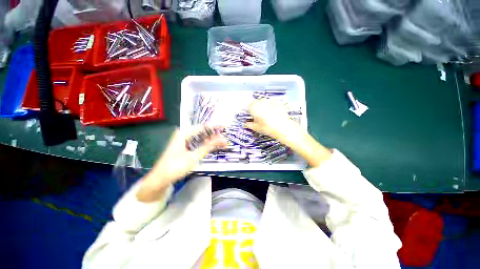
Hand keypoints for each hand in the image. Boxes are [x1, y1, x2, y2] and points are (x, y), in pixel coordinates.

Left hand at [137, 126, 226, 201]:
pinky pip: (198, 143)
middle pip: (203, 132)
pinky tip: (213, 147)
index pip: (204, 127)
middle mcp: (184, 134)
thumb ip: (209, 146)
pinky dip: (206, 146)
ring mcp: (184, 141)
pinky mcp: (185, 147)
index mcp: (184, 133)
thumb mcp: (194, 156)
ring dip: (212, 141)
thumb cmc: (175, 167)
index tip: (226, 128)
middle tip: (226, 141)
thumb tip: (222, 139)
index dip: (215, 127)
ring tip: (223, 145)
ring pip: (201, 138)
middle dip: (215, 136)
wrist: (160, 179)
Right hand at [245, 99, 300, 147]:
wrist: (284, 128)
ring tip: (266, 115)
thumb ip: (249, 125)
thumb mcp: (256, 128)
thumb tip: (246, 124)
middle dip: (255, 108)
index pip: (248, 106)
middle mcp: (261, 101)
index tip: (250, 116)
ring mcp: (270, 101)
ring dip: (263, 106)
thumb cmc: (268, 128)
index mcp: (254, 107)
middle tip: (258, 116)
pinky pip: (271, 102)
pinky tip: (273, 112)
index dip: (248, 111)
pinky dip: (270, 106)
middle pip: (255, 103)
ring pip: (263, 102)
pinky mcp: (278, 102)